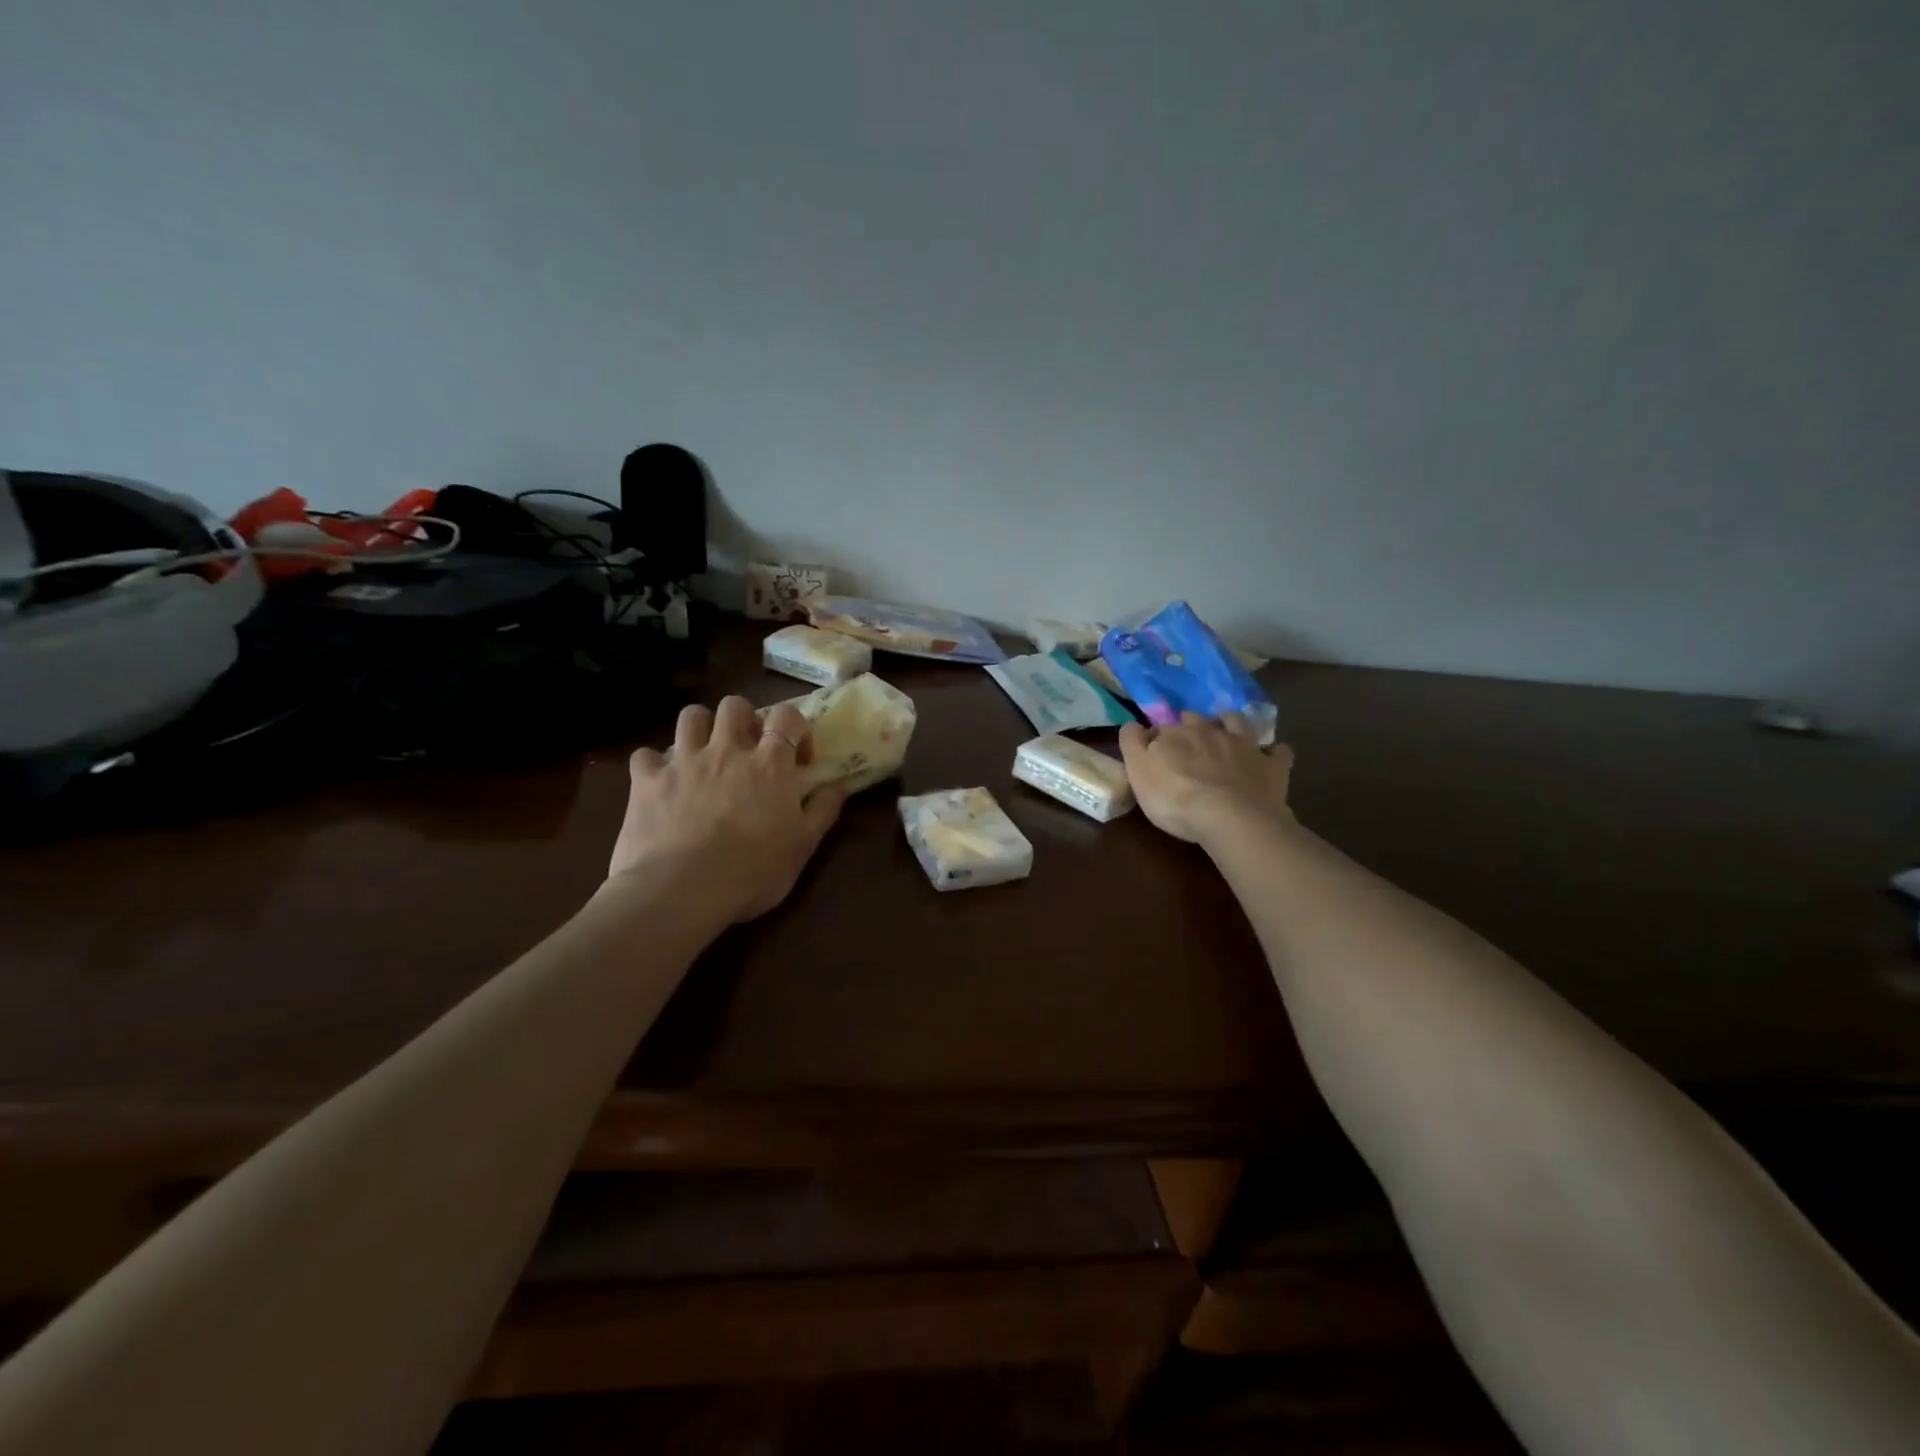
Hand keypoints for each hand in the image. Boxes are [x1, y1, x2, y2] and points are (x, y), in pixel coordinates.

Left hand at [609, 696, 845, 922]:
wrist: (682, 890)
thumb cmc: (753, 870)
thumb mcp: (803, 846)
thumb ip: (823, 810)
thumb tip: (837, 785)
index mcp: (769, 764)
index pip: (787, 716)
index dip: (795, 727)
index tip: (798, 758)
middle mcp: (727, 750)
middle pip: (735, 705)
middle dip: (744, 719)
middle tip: (748, 749)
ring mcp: (683, 762)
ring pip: (691, 716)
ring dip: (701, 728)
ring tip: (705, 754)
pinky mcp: (646, 781)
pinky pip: (644, 755)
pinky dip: (654, 764)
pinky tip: (660, 782)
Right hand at [1118, 712, 1293, 845]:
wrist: (1230, 818)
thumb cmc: (1175, 798)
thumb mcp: (1138, 772)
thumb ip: (1132, 743)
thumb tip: (1133, 725)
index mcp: (1176, 733)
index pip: (1162, 728)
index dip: (1157, 739)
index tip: (1154, 754)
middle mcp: (1210, 731)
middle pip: (1198, 721)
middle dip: (1191, 727)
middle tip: (1187, 745)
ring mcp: (1245, 746)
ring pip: (1237, 723)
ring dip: (1230, 724)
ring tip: (1226, 735)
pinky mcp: (1272, 766)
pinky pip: (1278, 752)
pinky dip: (1272, 752)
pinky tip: (1269, 756)